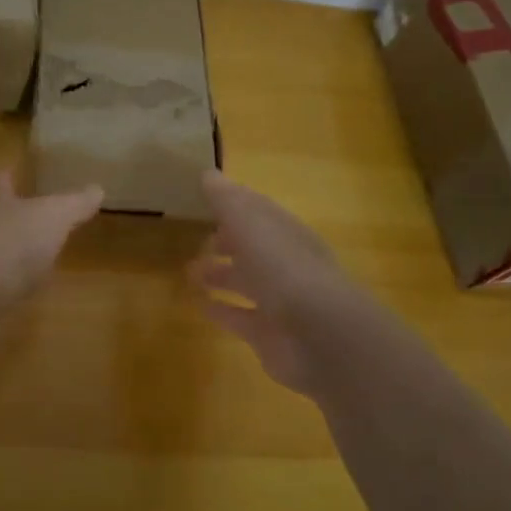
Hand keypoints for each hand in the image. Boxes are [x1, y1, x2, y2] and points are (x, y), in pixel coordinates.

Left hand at [0, 171, 102, 321]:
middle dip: (16, 213)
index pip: (4, 178)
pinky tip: (25, 291)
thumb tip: (97, 188)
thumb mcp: (52, 217)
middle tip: (43, 216)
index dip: (18, 175)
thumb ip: (74, 203)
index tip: (32, 174)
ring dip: (13, 250)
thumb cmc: (6, 244)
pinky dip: (8, 283)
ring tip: (41, 256)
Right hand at [189, 171, 349, 394]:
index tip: (205, 196)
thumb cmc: (285, 270)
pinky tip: (199, 305)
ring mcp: (280, 301)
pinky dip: (221, 310)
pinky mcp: (269, 334)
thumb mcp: (252, 225)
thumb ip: (228, 201)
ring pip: (246, 282)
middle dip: (227, 240)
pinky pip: (240, 318)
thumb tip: (208, 173)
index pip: (259, 211)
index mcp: (286, 233)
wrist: (321, 337)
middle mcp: (286, 264)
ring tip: (189, 271)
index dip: (234, 202)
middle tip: (197, 237)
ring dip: (220, 275)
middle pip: (253, 247)